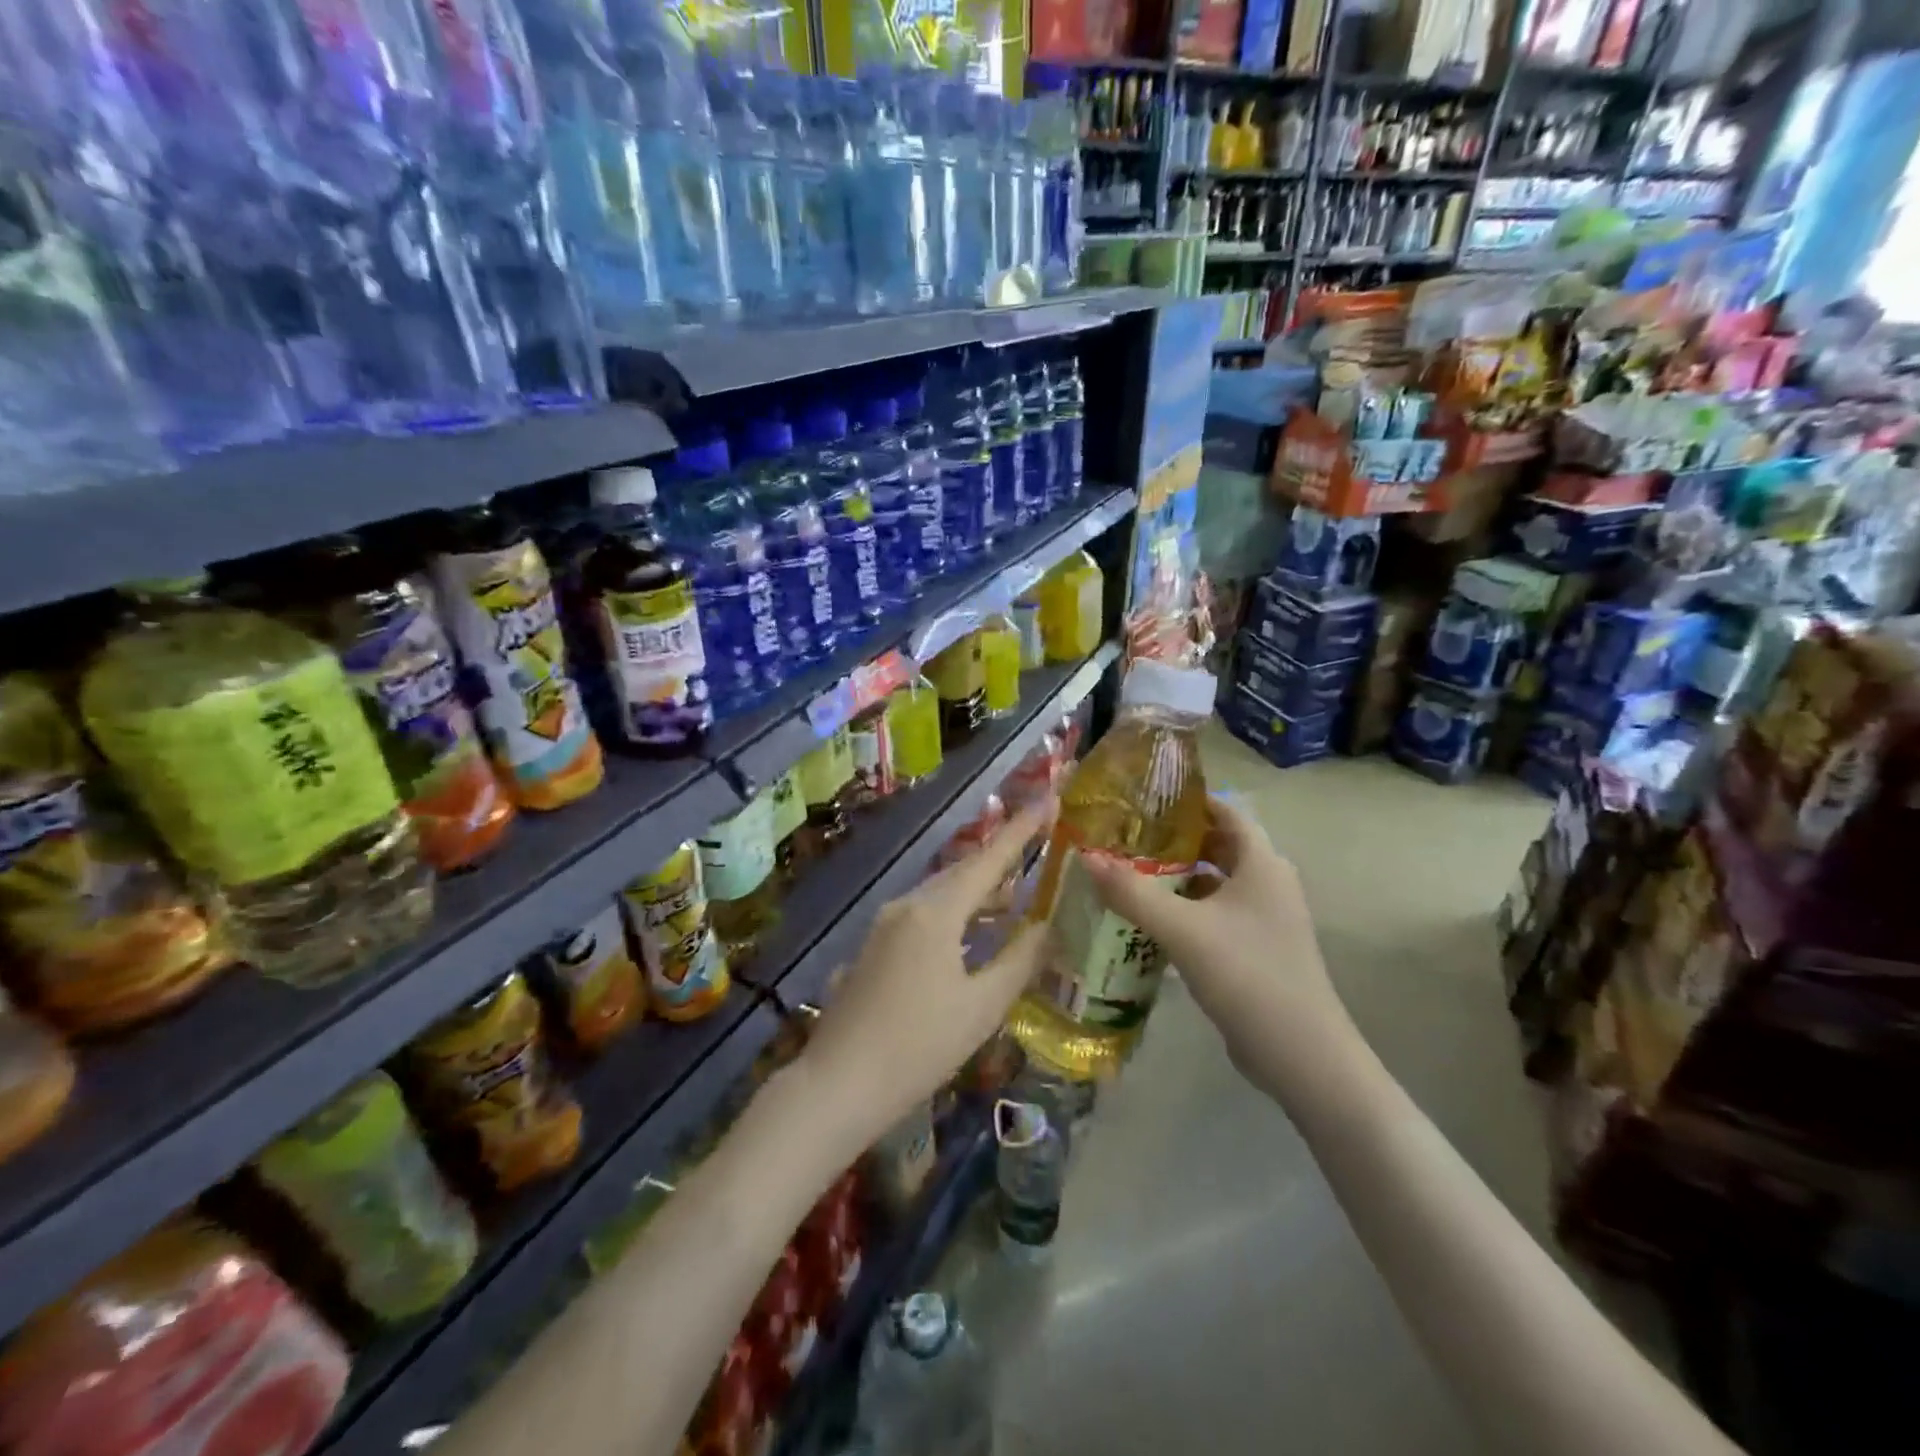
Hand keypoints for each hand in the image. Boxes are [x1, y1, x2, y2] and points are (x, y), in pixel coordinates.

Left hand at [798, 798, 1055, 1145]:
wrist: (838, 1084)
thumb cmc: (918, 1046)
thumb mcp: (981, 1007)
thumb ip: (1019, 960)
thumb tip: (1047, 927)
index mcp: (935, 911)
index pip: (989, 860)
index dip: (1022, 831)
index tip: (1048, 801)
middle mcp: (907, 905)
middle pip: (962, 871)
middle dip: (1001, 860)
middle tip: (1037, 847)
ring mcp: (885, 924)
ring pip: (941, 894)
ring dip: (978, 891)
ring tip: (1014, 896)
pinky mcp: (874, 946)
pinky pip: (923, 914)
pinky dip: (955, 914)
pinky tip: (971, 934)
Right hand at [1082, 796, 1359, 1095]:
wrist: (1301, 1055)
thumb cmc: (1247, 974)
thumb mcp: (1182, 929)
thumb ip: (1132, 892)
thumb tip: (1086, 856)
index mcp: (1261, 864)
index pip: (1225, 812)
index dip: (1188, 801)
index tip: (1143, 799)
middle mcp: (1268, 883)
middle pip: (1218, 846)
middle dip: (1173, 840)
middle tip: (1125, 837)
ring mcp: (1265, 919)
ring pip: (1215, 883)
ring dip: (1176, 877)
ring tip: (1128, 874)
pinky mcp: (1257, 949)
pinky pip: (1216, 915)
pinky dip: (1186, 910)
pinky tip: (1149, 920)